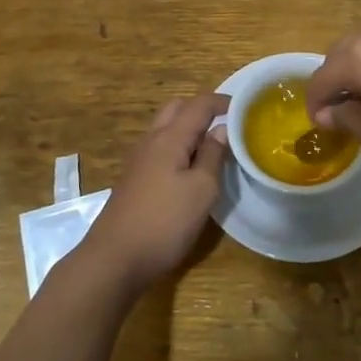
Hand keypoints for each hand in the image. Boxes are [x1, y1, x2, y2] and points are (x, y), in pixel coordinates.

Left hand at [81, 93, 229, 294]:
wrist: (115, 258)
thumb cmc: (164, 222)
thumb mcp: (201, 190)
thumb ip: (213, 156)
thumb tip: (221, 129)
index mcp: (170, 138)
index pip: (199, 104)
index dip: (223, 101)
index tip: (245, 108)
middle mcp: (151, 141)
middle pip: (177, 109)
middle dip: (202, 109)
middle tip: (226, 124)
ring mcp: (138, 160)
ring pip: (166, 128)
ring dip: (189, 128)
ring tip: (213, 146)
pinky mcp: (134, 179)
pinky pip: (159, 148)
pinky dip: (178, 146)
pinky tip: (190, 169)